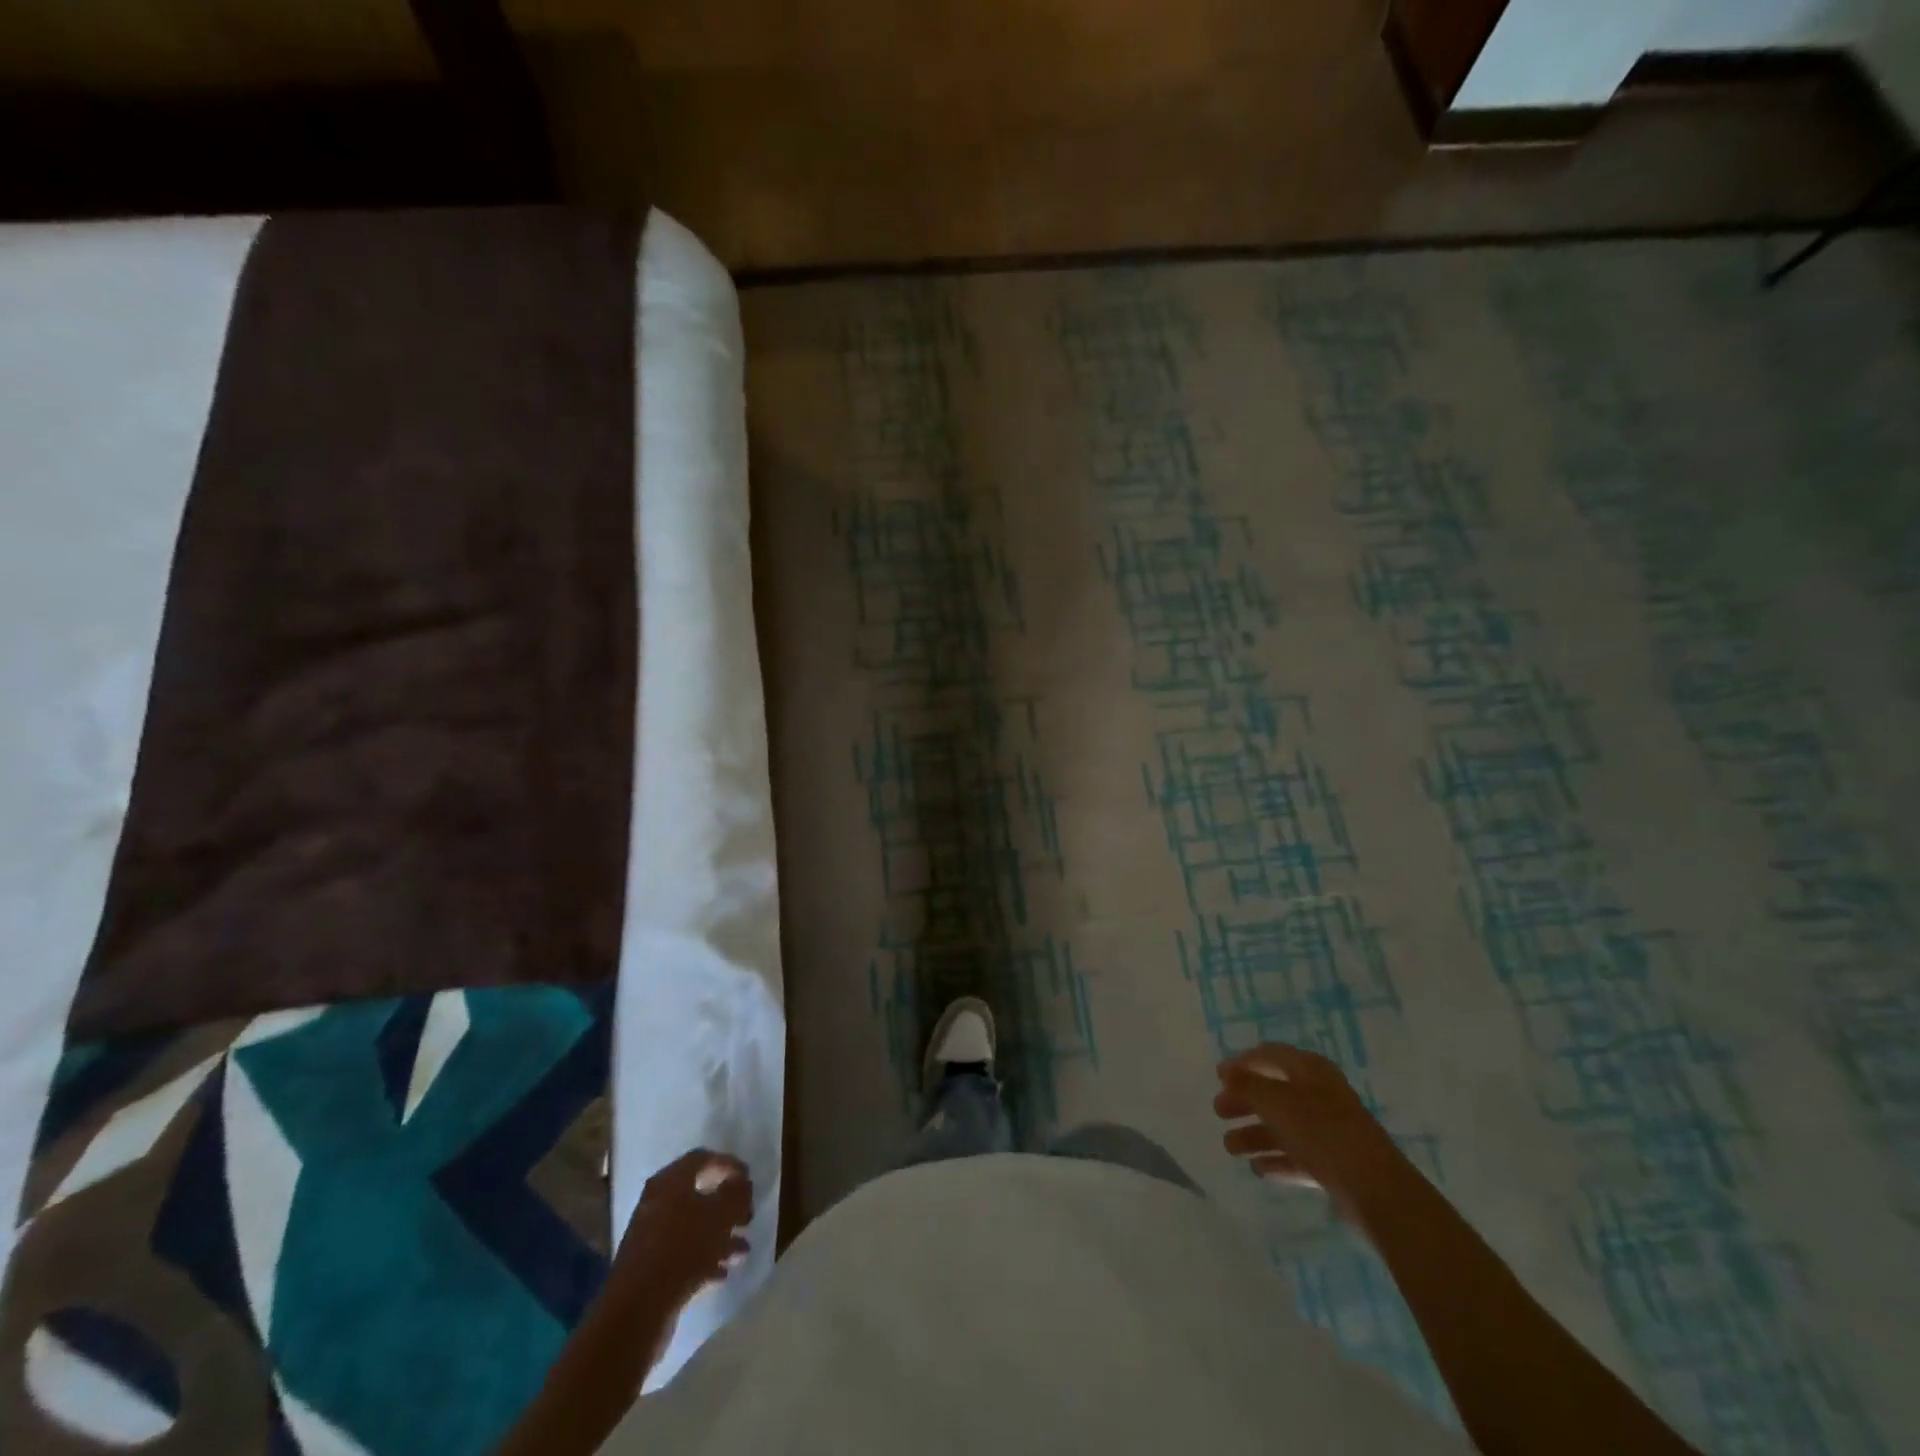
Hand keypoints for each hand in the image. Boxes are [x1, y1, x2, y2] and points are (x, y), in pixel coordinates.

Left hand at [613, 1149, 752, 1310]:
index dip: (729, 1164)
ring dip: (720, 1234)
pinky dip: (705, 1257)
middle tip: (748, 1216)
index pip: (703, 1158)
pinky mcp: (650, 1267)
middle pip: (698, 1193)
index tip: (749, 1179)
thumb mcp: (720, 1214)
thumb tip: (741, 1183)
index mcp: (670, 1181)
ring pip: (693, 1226)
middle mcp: (657, 1202)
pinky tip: (724, 1270)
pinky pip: (684, 1253)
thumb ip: (736, 1193)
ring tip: (743, 1249)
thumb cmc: (683, 1249)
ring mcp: (652, 1236)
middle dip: (727, 1204)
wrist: (637, 1311)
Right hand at [1212, 1043, 1402, 1218]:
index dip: (1243, 1062)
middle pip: (1274, 1093)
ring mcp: (1328, 1131)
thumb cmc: (1321, 1132)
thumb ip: (1248, 1085)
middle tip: (1219, 1111)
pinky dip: (1277, 1159)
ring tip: (1230, 1148)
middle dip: (1245, 1101)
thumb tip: (1228, 1072)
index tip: (1218, 1076)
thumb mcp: (1277, 1102)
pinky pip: (1297, 1155)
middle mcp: (1319, 1095)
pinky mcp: (1334, 1163)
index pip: (1270, 1055)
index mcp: (1310, 1070)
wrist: (1375, 1189)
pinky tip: (1258, 1169)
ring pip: (1283, 1126)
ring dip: (1255, 1134)